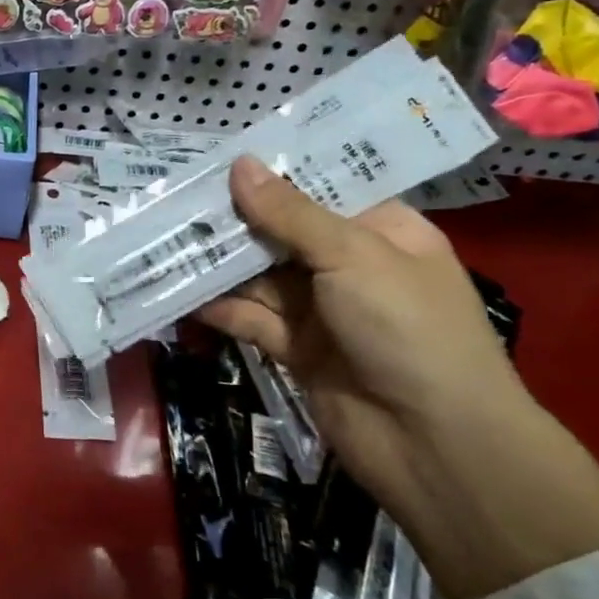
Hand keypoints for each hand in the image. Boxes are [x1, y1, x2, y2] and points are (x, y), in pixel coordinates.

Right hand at [196, 159, 598, 598]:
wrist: (436, 446)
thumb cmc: (409, 329)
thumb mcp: (352, 256)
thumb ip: (289, 213)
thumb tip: (240, 163)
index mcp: (382, 232)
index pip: (320, 189)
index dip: (272, 173)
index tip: (217, 152)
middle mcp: (350, 266)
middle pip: (280, 232)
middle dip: (233, 218)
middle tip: (173, 194)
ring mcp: (322, 310)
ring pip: (258, 275)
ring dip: (217, 262)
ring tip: (163, 237)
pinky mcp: (295, 349)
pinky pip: (250, 318)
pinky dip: (218, 307)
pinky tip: (179, 291)